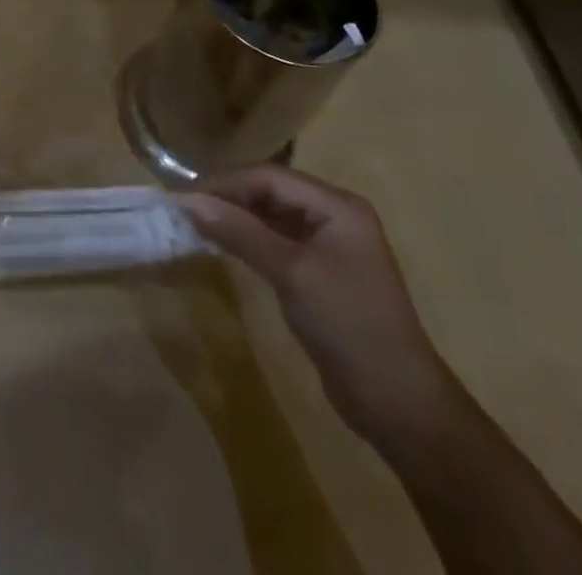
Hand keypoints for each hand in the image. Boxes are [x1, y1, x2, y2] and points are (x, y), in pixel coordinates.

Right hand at [179, 166, 462, 453]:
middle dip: (228, 197)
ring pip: (271, 215)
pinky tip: (223, 244)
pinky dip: (248, 239)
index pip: (269, 177)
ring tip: (195, 224)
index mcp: (337, 206)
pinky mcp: (319, 272)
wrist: (398, 404)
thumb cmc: (348, 325)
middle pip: (270, 191)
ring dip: (235, 218)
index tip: (183, 196)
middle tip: (184, 210)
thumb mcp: (291, 273)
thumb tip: (188, 202)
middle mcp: (334, 216)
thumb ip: (240, 232)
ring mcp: (328, 244)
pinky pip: (276, 241)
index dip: (225, 183)